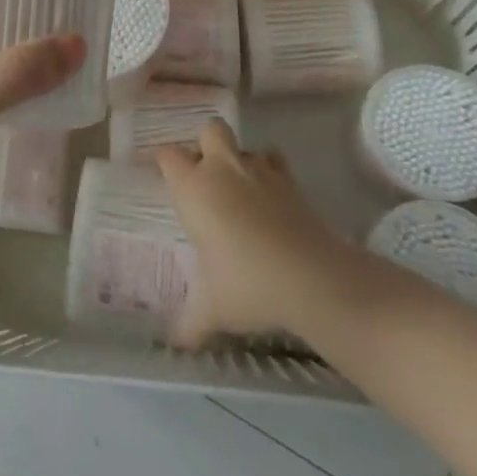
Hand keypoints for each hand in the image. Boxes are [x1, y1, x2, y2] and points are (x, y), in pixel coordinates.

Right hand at [156, 120, 354, 348]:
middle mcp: (222, 169)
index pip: (167, 155)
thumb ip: (190, 322)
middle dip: (206, 145)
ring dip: (241, 160)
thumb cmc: (246, 284)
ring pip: (246, 145)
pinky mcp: (292, 182)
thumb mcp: (212, 309)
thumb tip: (174, 345)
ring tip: (242, 189)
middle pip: (208, 130)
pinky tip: (273, 199)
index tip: (165, 179)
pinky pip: (277, 163)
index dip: (164, 163)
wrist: (312, 278)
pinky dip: (273, 173)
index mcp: (192, 187)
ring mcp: (260, 170)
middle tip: (206, 177)